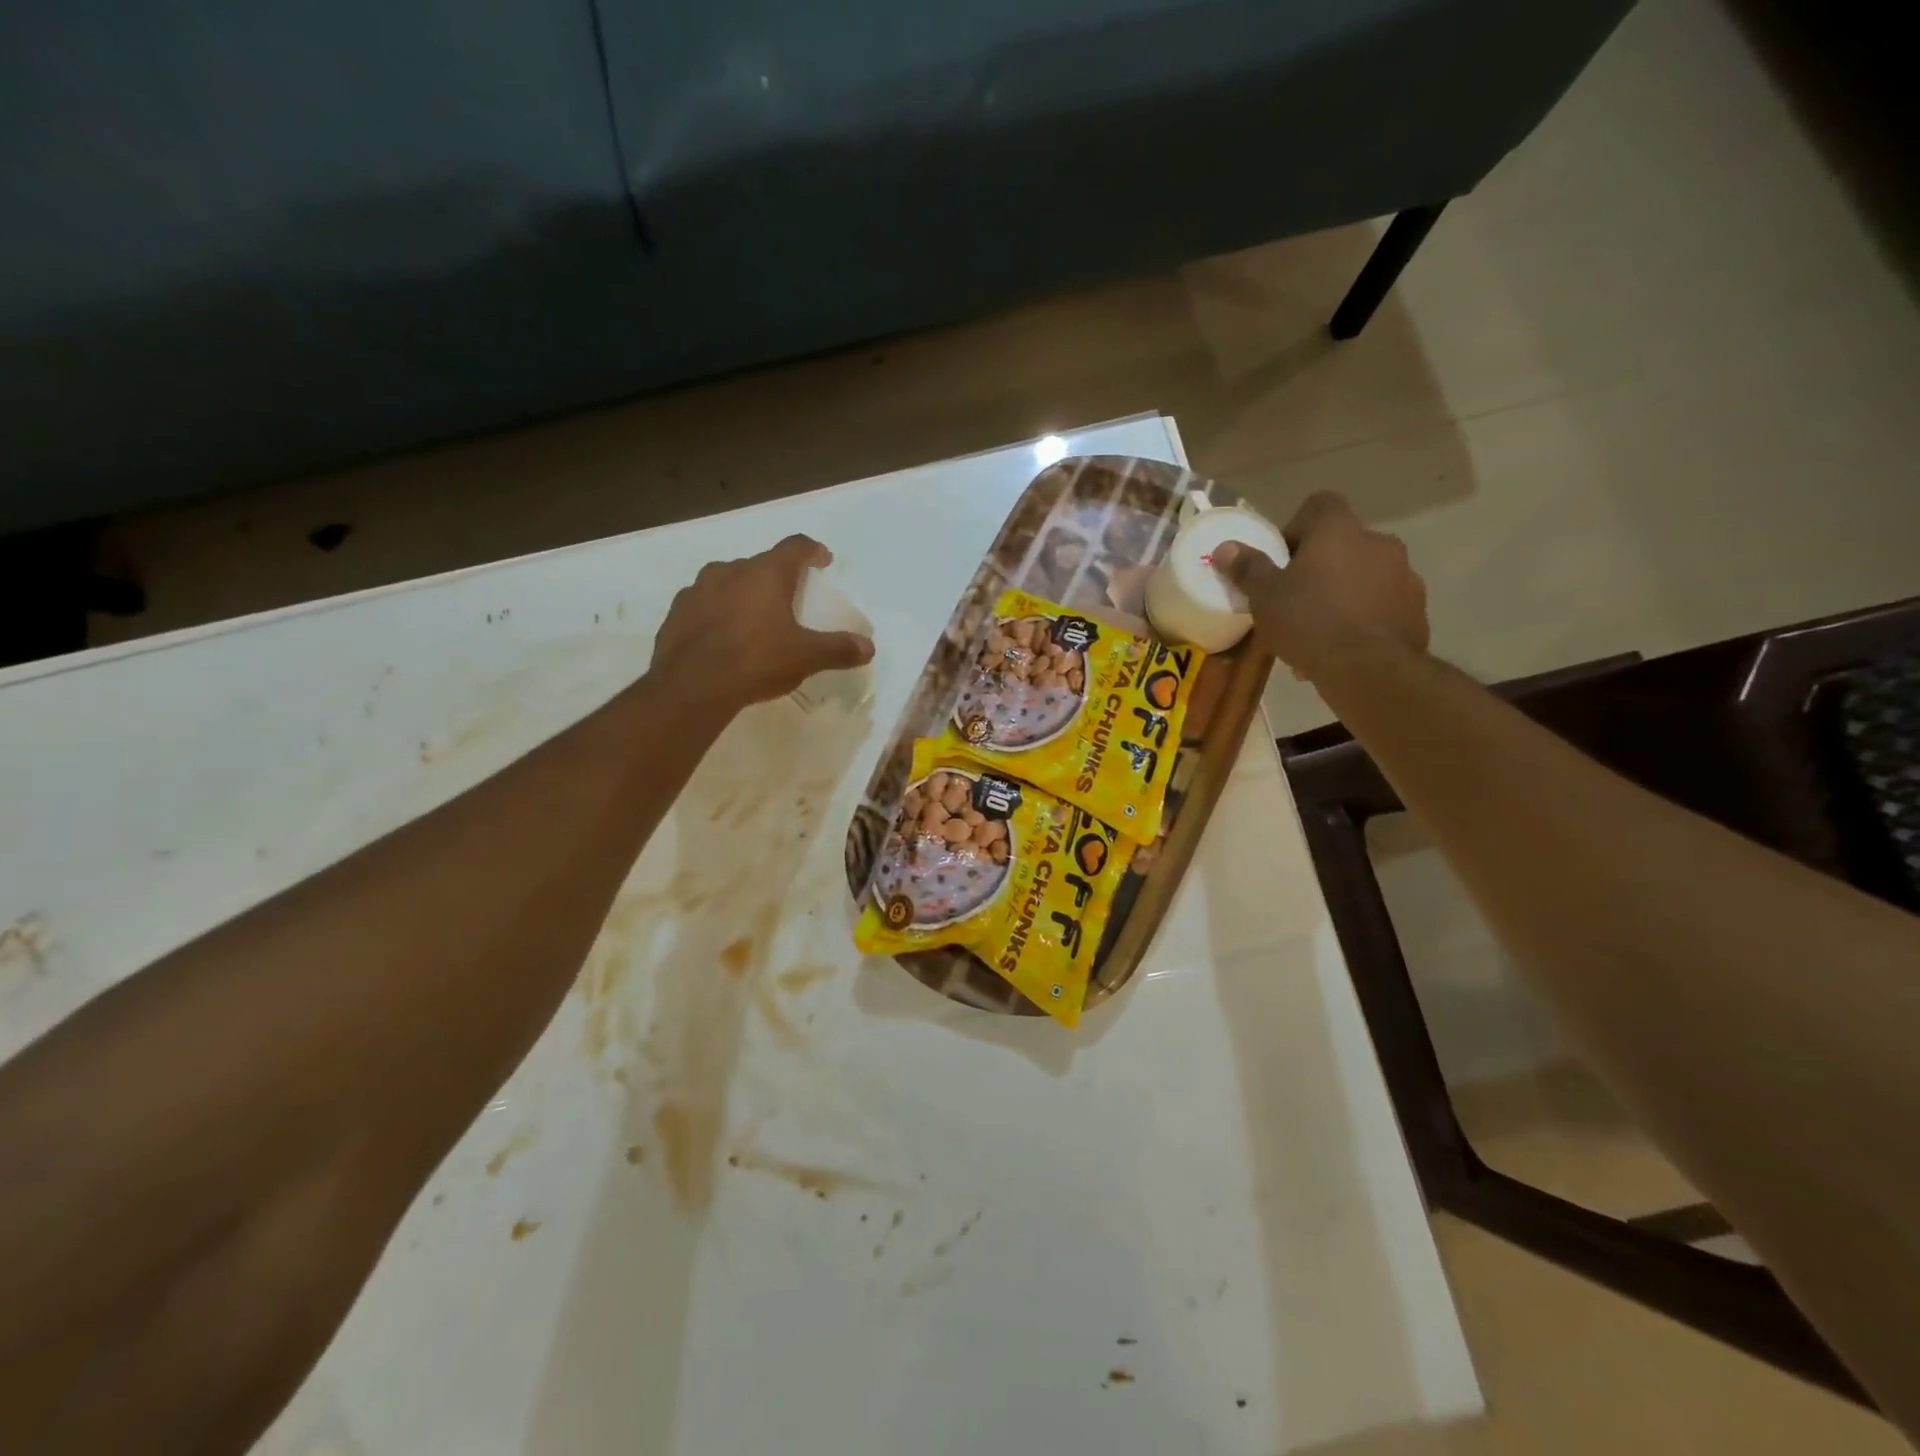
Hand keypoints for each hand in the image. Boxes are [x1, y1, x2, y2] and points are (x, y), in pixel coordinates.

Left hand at [649, 535, 874, 714]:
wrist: (692, 686)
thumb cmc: (756, 660)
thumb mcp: (806, 657)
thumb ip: (838, 649)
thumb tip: (869, 647)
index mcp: (766, 573)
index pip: (795, 547)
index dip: (812, 551)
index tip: (822, 560)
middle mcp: (730, 570)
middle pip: (760, 565)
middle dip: (777, 578)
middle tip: (790, 601)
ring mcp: (698, 589)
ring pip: (728, 582)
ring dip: (744, 595)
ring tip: (755, 621)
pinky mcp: (676, 612)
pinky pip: (704, 605)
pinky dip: (718, 614)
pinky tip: (723, 639)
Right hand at [1210, 492, 1427, 680]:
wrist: (1368, 669)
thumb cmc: (1309, 622)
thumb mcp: (1265, 597)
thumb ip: (1247, 568)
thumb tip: (1225, 548)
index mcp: (1339, 530)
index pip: (1319, 505)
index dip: (1297, 528)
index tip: (1282, 561)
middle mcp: (1378, 542)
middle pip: (1343, 544)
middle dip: (1320, 568)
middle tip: (1295, 601)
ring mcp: (1404, 576)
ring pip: (1364, 577)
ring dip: (1343, 594)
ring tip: (1318, 634)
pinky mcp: (1417, 609)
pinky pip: (1382, 606)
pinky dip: (1364, 619)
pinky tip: (1344, 649)